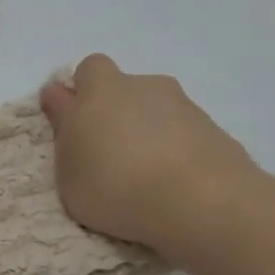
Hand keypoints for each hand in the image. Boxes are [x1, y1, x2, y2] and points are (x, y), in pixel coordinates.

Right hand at [40, 54, 257, 268]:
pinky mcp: (212, 127)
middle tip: (107, 153)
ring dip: (145, 131)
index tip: (74, 126)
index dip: (78, 95)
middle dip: (113, 111)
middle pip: (122, 88)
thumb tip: (63, 102)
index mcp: (100, 91)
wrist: (200, 202)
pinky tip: (172, 183)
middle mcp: (141, 87)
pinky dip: (173, 149)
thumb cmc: (116, 188)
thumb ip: (66, 136)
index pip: (85, 71)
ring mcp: (181, 104)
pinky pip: (181, 131)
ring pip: (153, 109)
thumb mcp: (69, 174)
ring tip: (144, 177)